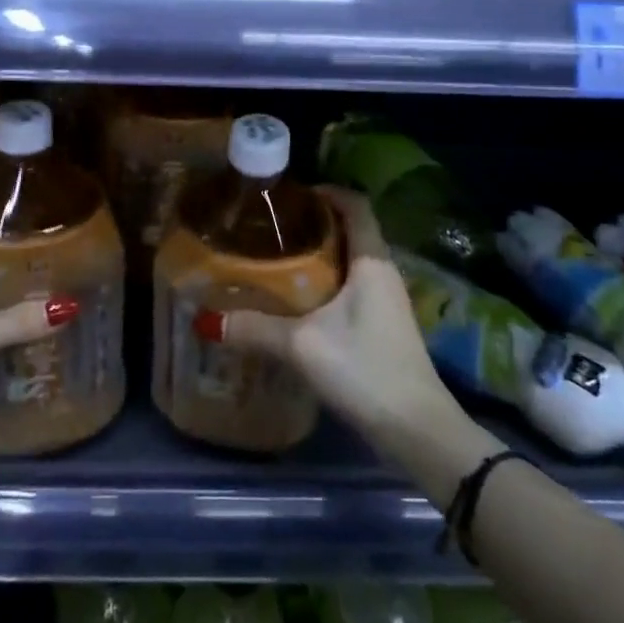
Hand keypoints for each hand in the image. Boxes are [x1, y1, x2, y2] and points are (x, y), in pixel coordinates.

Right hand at [197, 186, 464, 455]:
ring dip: (319, 255)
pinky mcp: (383, 326)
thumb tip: (206, 319)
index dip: (326, 191)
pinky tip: (297, 301)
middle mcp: (383, 273)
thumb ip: (255, 329)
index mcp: (372, 261)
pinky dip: (326, 282)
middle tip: (271, 227)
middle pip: (350, 230)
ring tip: (277, 258)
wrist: (417, 431)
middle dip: (313, 223)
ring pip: (350, 261)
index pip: (355, 204)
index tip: (289, 195)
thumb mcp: (303, 345)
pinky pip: (352, 287)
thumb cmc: (365, 369)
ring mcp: (387, 301)